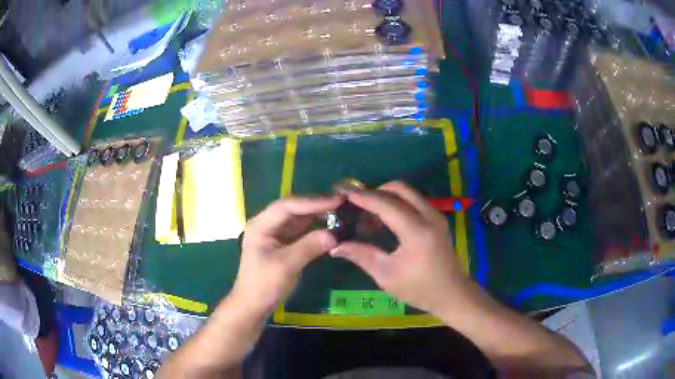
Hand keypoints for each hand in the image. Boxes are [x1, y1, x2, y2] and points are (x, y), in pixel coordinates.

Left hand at [233, 196, 341, 314]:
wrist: (253, 305)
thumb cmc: (264, 285)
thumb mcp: (286, 265)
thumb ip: (309, 246)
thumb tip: (335, 235)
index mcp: (260, 225)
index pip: (287, 206)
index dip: (312, 202)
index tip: (336, 201)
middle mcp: (267, 224)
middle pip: (293, 209)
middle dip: (316, 206)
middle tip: (341, 204)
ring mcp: (274, 234)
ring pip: (298, 219)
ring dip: (317, 216)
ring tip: (340, 212)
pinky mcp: (282, 244)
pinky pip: (301, 231)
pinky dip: (315, 228)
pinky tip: (329, 227)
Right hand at [330, 181, 475, 315]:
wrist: (452, 294)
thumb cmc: (419, 289)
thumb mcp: (387, 276)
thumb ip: (362, 255)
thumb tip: (335, 246)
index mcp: (417, 231)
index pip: (387, 204)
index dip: (364, 197)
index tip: (344, 195)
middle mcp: (429, 216)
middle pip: (400, 189)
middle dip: (376, 191)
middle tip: (357, 204)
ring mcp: (436, 215)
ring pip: (408, 192)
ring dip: (387, 196)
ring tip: (369, 214)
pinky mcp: (438, 219)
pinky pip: (415, 201)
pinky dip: (398, 202)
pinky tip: (386, 220)